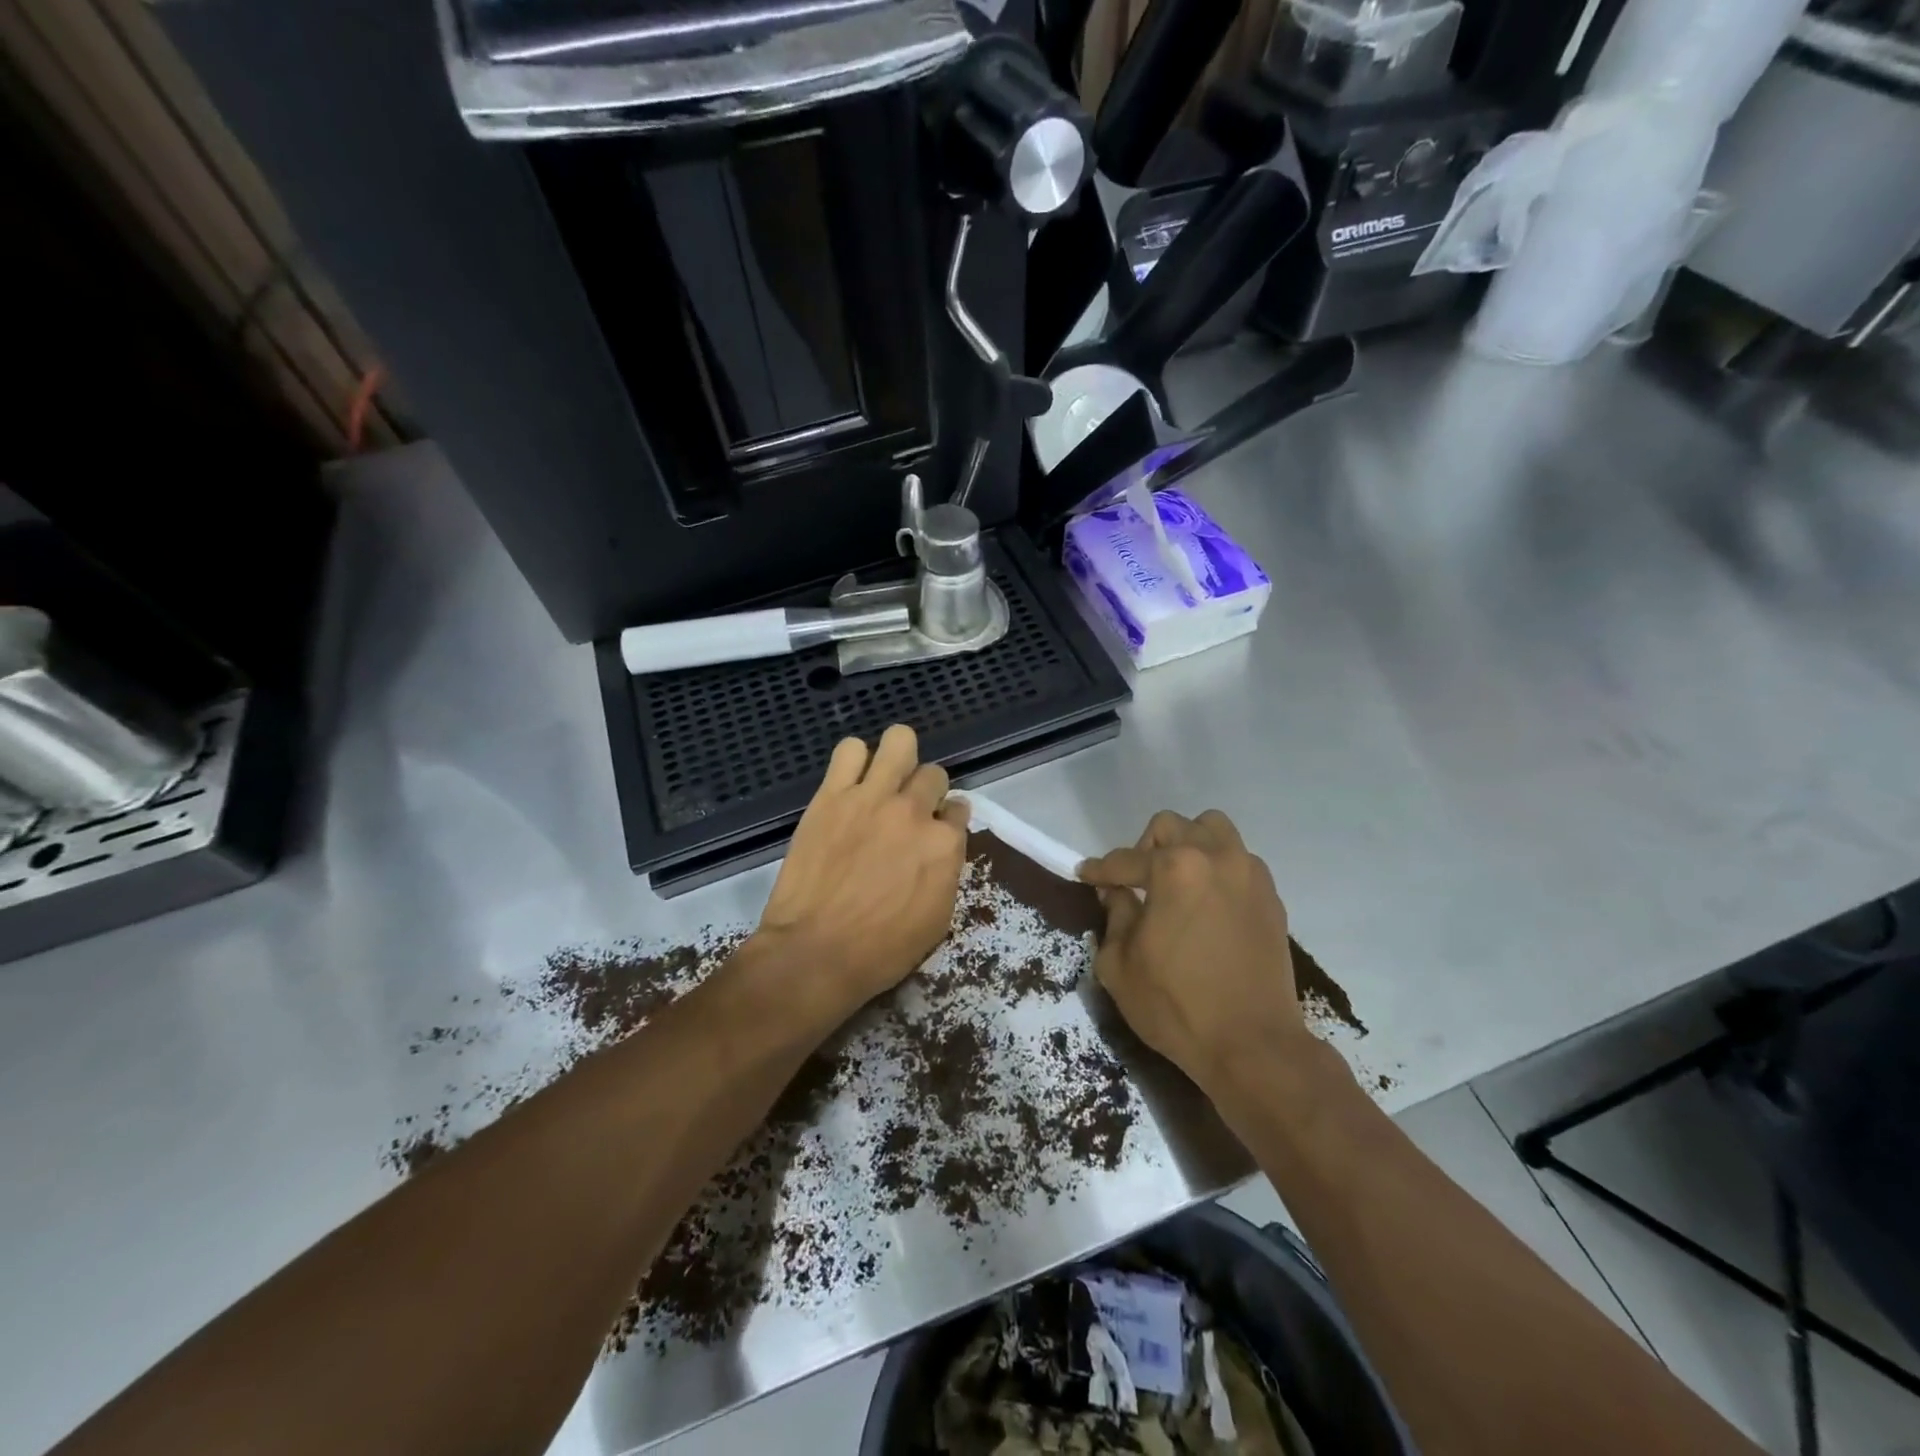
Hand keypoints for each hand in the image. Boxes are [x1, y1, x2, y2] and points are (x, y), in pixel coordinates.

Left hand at [751, 725, 968, 1029]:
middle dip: (926, 791)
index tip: (935, 831)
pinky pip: (849, 750)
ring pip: (900, 741)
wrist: (815, 952)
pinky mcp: (832, 795)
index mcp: (945, 844)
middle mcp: (914, 811)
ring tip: (884, 779)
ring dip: (898, 757)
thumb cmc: (882, 950)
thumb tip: (942, 847)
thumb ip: (946, 872)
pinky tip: (850, 781)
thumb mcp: (937, 920)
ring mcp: (872, 797)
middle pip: (934, 774)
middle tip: (908, 811)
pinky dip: (854, 760)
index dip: (947, 820)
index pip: (959, 810)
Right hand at [1079, 810, 1306, 1093]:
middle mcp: (1216, 857)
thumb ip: (1114, 917)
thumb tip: (1118, 893)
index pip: (1125, 860)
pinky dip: (1218, 869)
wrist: (1253, 1045)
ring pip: (1214, 830)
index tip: (1085, 875)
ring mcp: (1250, 875)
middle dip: (1145, 848)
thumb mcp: (1119, 965)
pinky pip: (1239, 861)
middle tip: (1135, 882)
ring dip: (1189, 845)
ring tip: (1177, 881)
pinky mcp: (1271, 898)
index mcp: (1175, 868)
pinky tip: (1206, 903)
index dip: (1099, 870)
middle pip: (1172, 827)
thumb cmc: (1176, 1005)